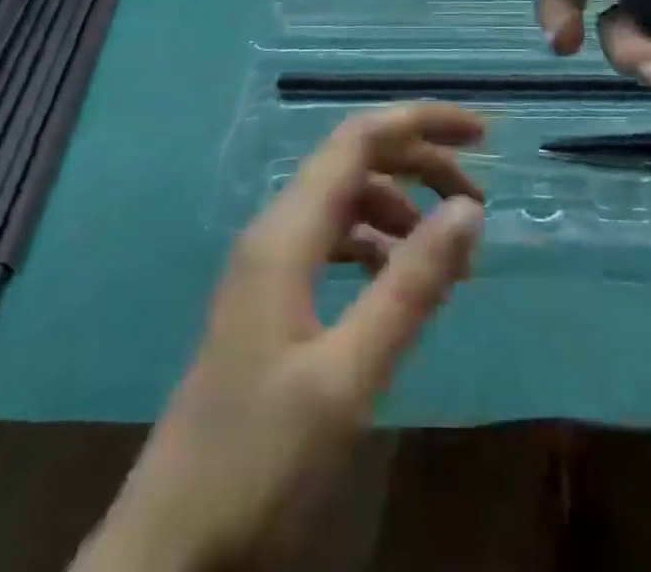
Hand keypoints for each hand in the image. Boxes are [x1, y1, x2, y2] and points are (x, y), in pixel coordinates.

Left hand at [77, 106, 485, 571]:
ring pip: (343, 202)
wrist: (169, 548)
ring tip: (449, 251)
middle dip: (418, 163)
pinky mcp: (268, 297)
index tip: (481, 134)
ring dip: (399, 207)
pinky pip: (330, 241)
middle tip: (478, 199)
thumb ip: (410, 286)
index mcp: (287, 232)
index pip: (359, 138)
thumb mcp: (348, 376)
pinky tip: (397, 280)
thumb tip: (468, 208)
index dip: (420, 121)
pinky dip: (374, 243)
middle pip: (353, 162)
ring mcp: (267, 263)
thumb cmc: (260, 460)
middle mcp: (274, 230)